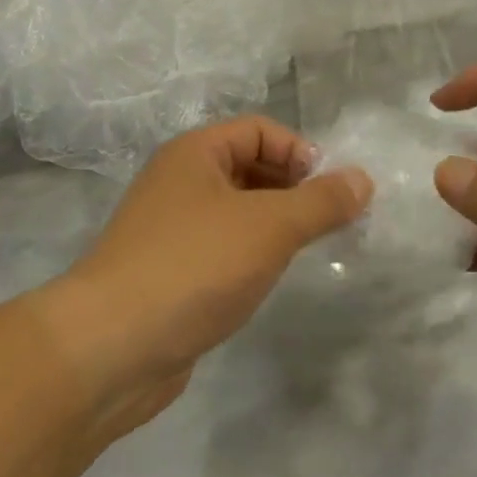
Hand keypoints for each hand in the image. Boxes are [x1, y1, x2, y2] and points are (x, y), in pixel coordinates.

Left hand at [50, 117, 372, 437]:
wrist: (113, 345)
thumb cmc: (195, 267)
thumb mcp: (270, 226)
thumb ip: (321, 201)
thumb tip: (363, 178)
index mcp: (194, 154)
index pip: (259, 130)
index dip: (301, 152)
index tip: (333, 193)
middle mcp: (178, 183)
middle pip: (248, 168)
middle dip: (292, 190)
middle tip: (328, 224)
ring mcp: (169, 231)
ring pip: (235, 213)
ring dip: (274, 226)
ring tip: (305, 253)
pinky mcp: (168, 274)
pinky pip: (220, 250)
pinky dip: (249, 257)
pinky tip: (265, 281)